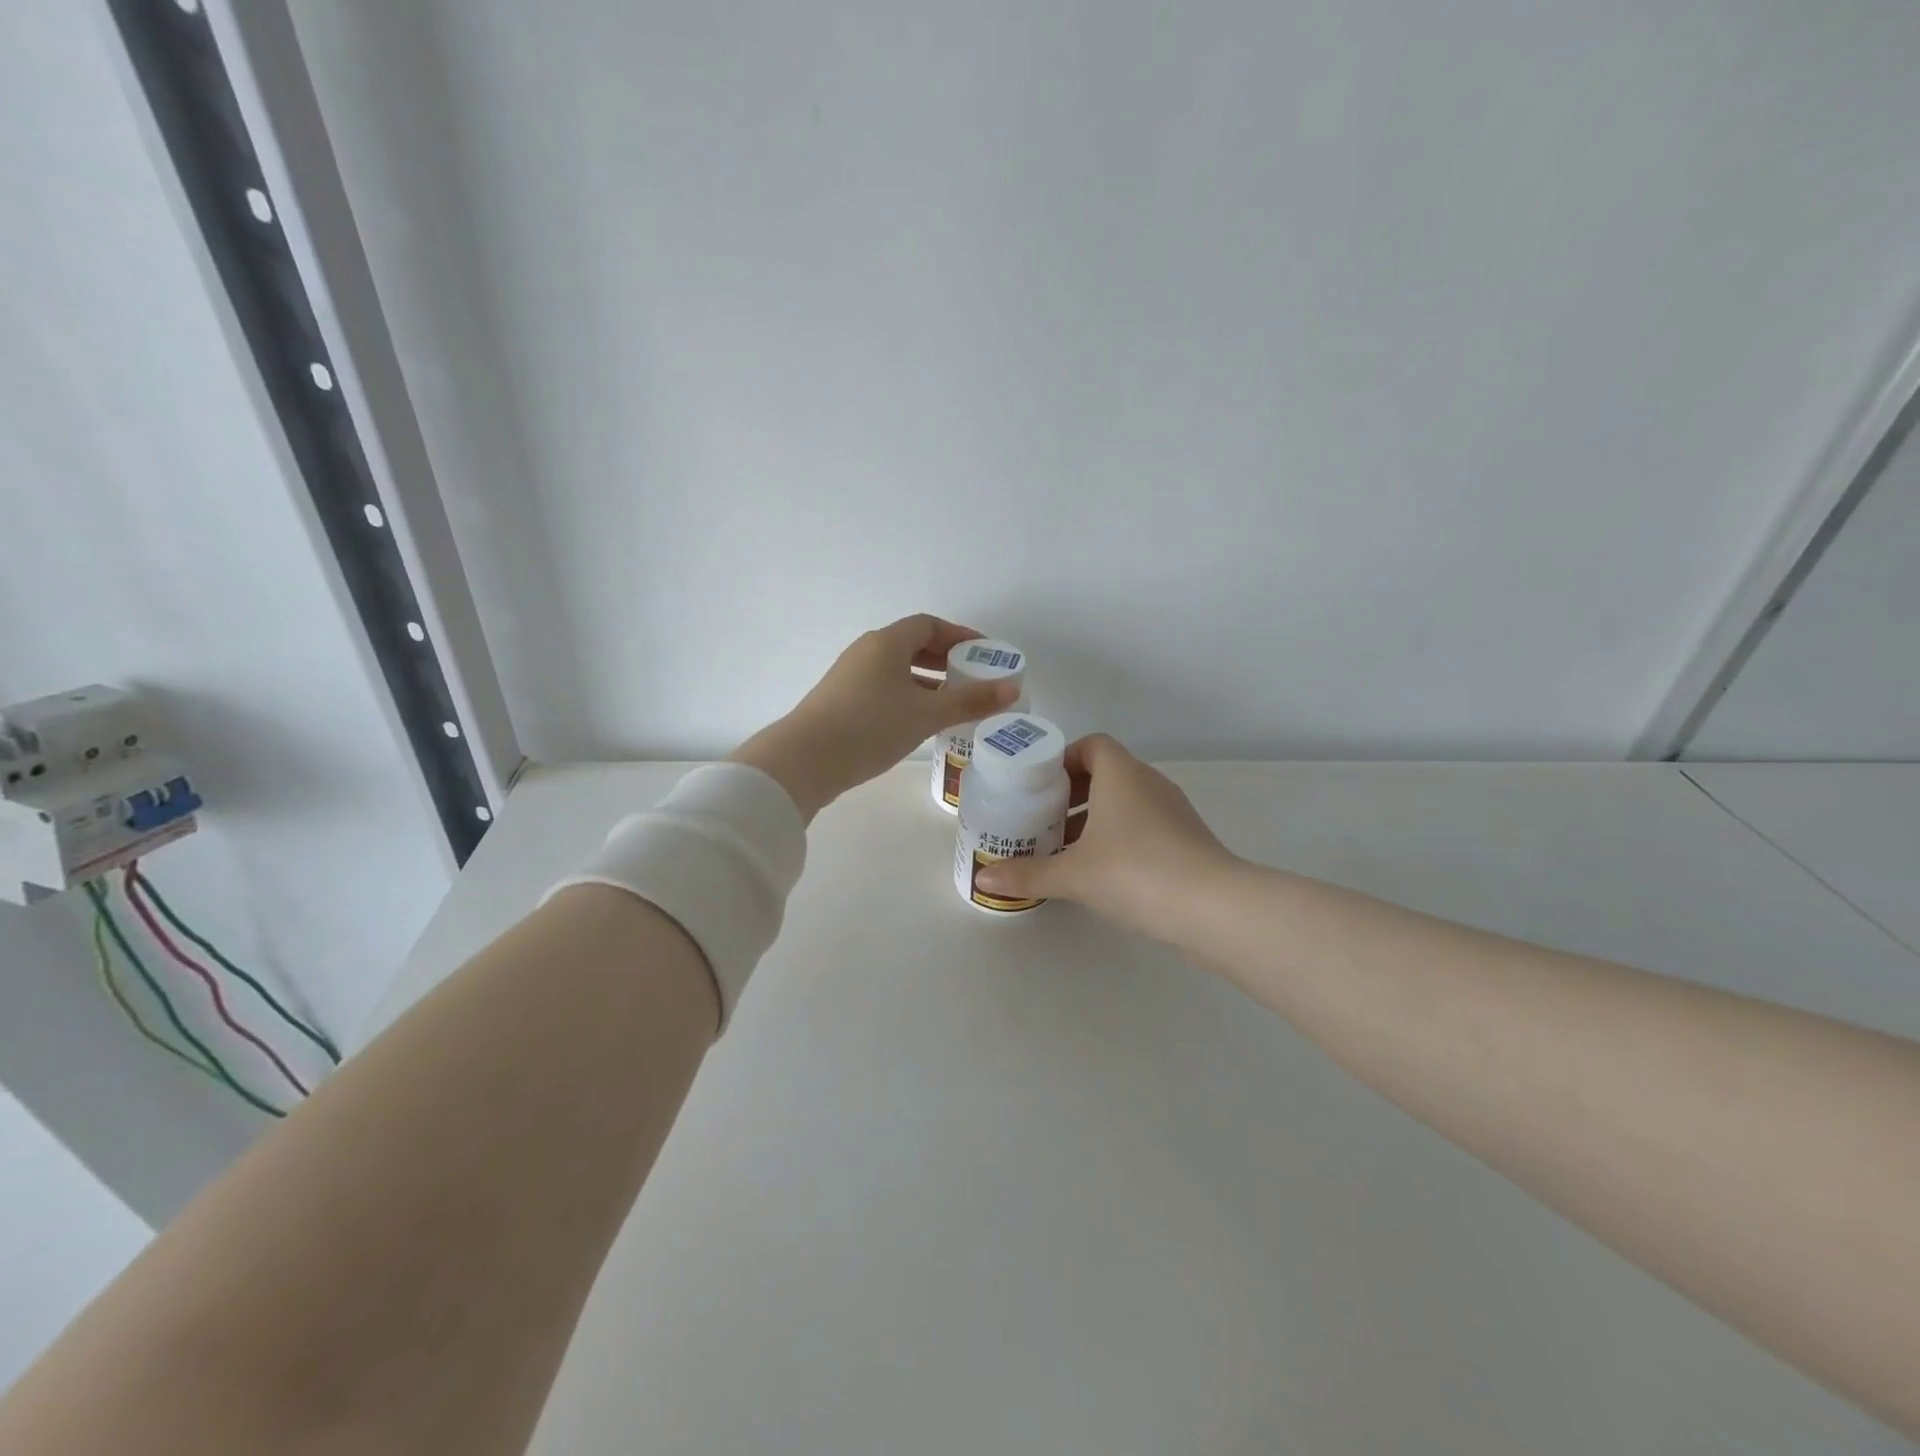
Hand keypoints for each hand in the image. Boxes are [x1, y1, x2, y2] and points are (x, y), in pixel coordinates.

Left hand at [731, 615, 1020, 820]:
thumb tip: (1012, 688)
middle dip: (945, 658)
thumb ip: (970, 700)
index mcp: (887, 643)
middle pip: (911, 644)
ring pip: (896, 669)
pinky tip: (919, 721)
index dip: (959, 634)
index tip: (984, 652)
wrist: (805, 760)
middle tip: (973, 676)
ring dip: (926, 679)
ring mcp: (849, 676)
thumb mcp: (927, 714)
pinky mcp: (840, 701)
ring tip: (953, 701)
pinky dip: (907, 695)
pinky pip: (883, 687)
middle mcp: (866, 651)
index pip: (928, 625)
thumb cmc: (871, 726)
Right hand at [974, 734, 1238, 939]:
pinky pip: (1143, 827)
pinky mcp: (1187, 842)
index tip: (1038, 786)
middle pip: (1106, 774)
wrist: (1214, 909)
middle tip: (1041, 820)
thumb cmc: (1135, 872)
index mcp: (1122, 774)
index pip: (1092, 745)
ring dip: (1094, 820)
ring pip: (1125, 804)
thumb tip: (983, 877)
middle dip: (1072, 794)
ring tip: (1063, 850)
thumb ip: (1027, 874)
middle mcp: (1149, 784)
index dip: (1064, 759)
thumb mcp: (1072, 874)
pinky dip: (1118, 840)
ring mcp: (1173, 812)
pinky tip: (1099, 873)